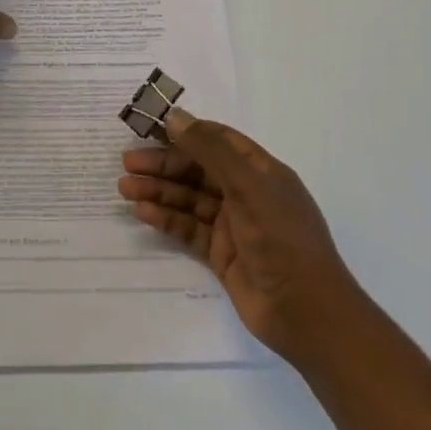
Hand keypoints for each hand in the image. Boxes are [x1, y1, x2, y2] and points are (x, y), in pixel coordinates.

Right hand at [119, 109, 355, 366]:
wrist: (306, 312)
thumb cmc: (281, 238)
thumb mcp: (248, 186)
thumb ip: (210, 151)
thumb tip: (175, 117)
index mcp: (261, 171)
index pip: (219, 140)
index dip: (186, 131)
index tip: (150, 127)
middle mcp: (247, 193)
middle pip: (199, 169)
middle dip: (164, 163)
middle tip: (127, 162)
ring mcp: (234, 224)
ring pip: (189, 199)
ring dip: (159, 191)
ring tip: (124, 188)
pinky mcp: (221, 254)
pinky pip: (189, 228)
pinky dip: (166, 219)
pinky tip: (142, 213)